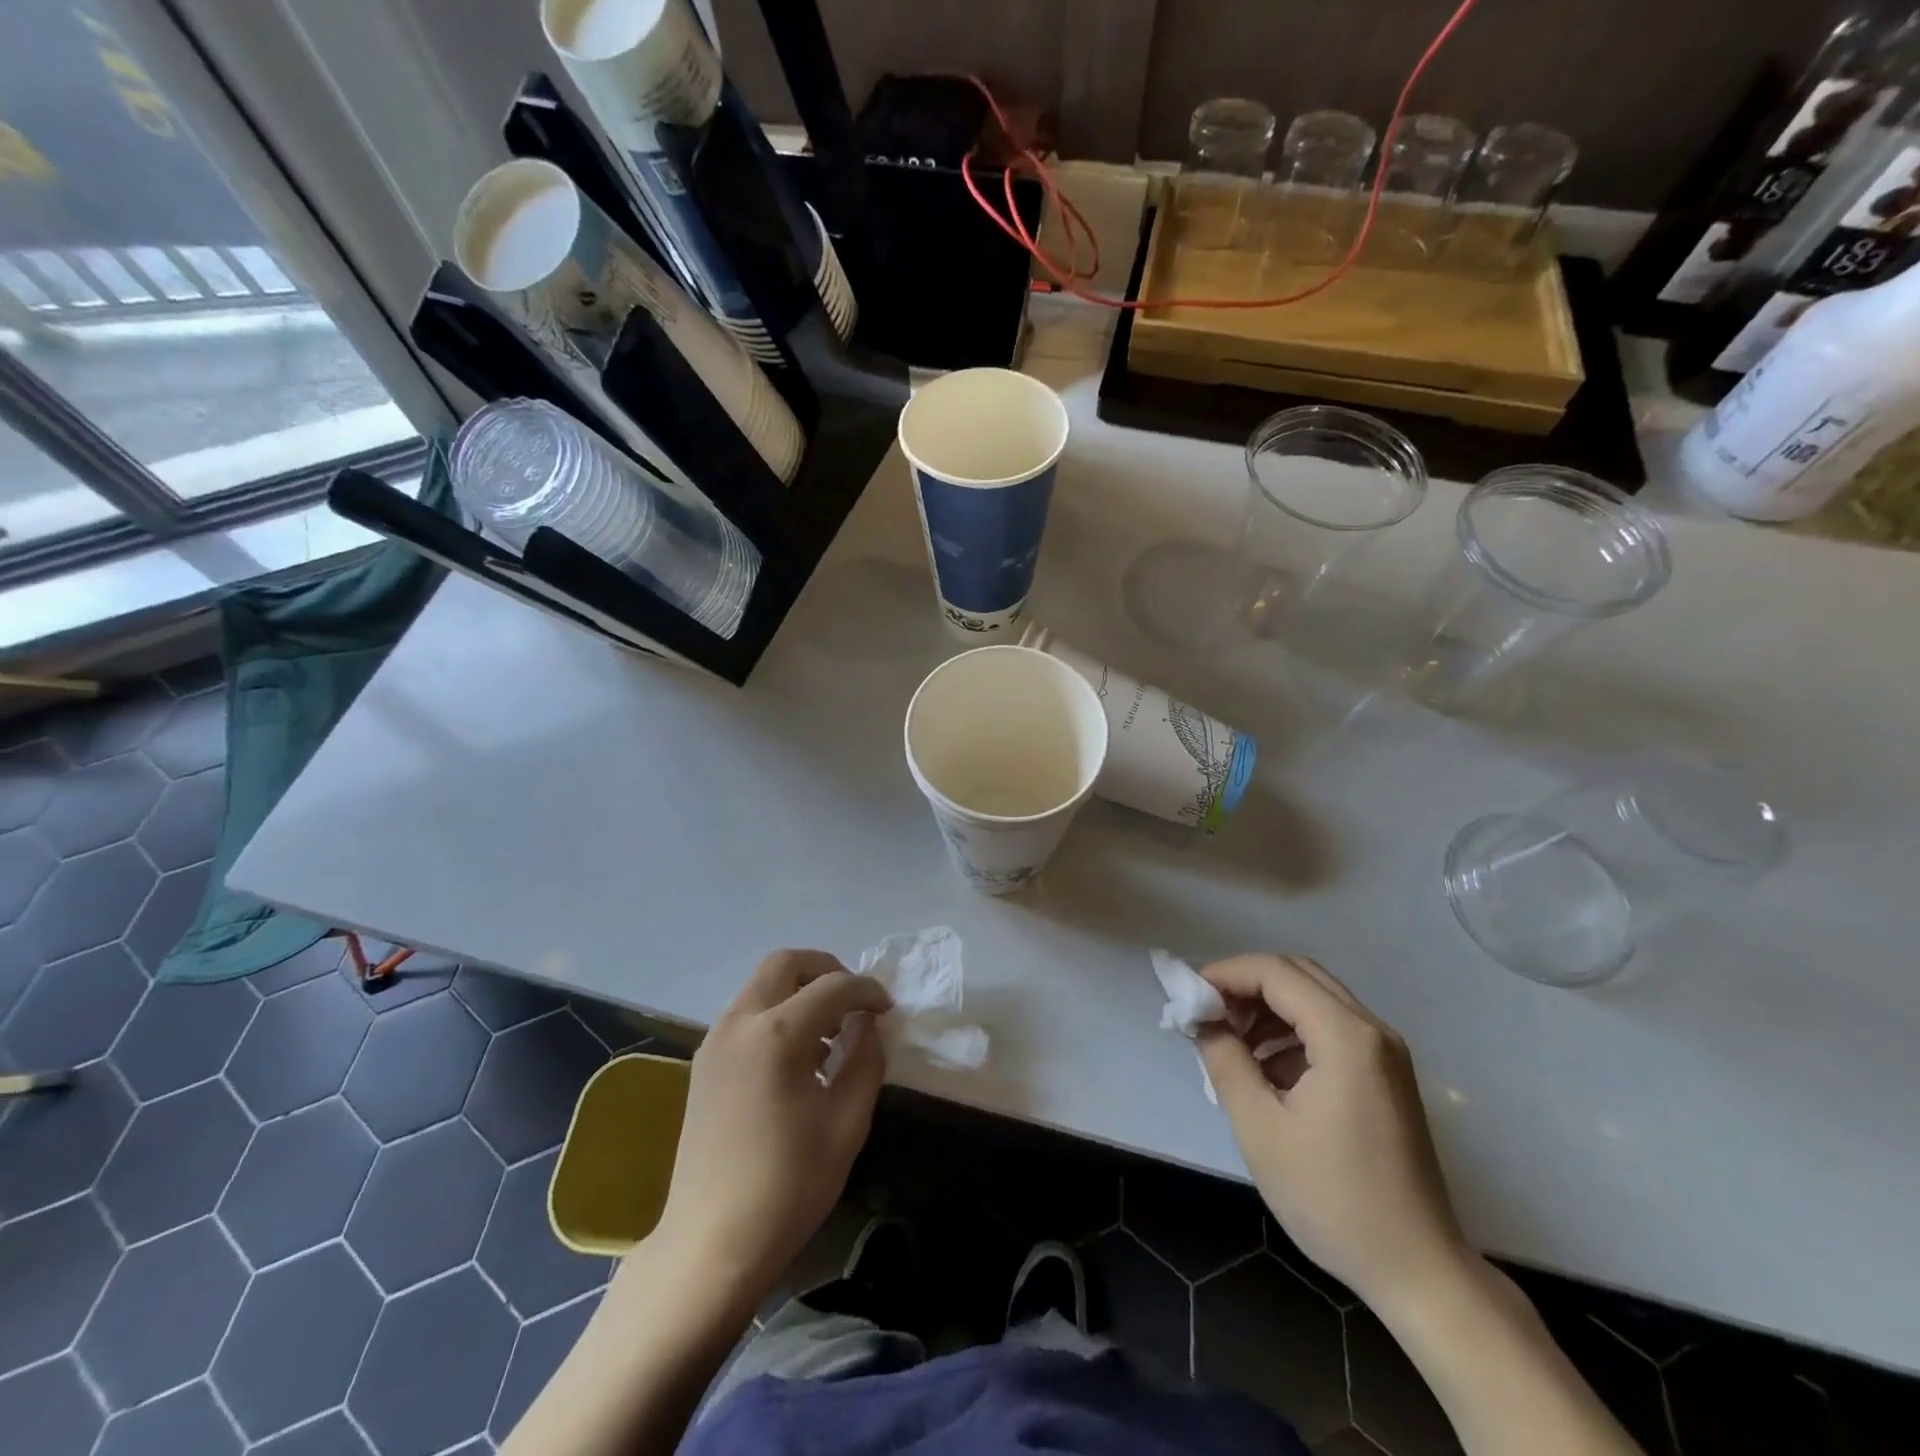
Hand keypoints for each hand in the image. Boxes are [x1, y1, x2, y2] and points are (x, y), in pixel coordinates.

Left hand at [654, 950, 891, 1298]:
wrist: (710, 1243)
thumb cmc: (788, 1186)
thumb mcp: (847, 1123)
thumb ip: (865, 1061)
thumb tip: (871, 1025)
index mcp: (777, 1035)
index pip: (833, 986)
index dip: (868, 990)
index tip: (888, 1009)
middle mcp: (740, 1023)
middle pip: (785, 963)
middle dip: (826, 970)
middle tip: (854, 1002)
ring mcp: (715, 1040)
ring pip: (762, 985)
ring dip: (799, 992)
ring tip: (829, 1034)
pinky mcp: (704, 1062)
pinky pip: (746, 1013)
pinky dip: (777, 1013)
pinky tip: (797, 1057)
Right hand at [1197, 953, 1471, 1311]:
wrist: (1419, 1272)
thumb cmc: (1333, 1199)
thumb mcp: (1261, 1128)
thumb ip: (1225, 1060)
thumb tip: (1201, 1021)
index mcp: (1346, 1037)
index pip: (1275, 972)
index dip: (1226, 974)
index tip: (1188, 996)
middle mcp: (1372, 1030)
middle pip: (1298, 975)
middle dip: (1246, 985)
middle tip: (1207, 1014)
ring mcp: (1385, 1053)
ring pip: (1314, 998)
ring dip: (1267, 1007)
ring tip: (1230, 1042)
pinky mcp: (1386, 1076)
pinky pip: (1331, 1028)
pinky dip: (1291, 1031)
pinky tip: (1265, 1070)